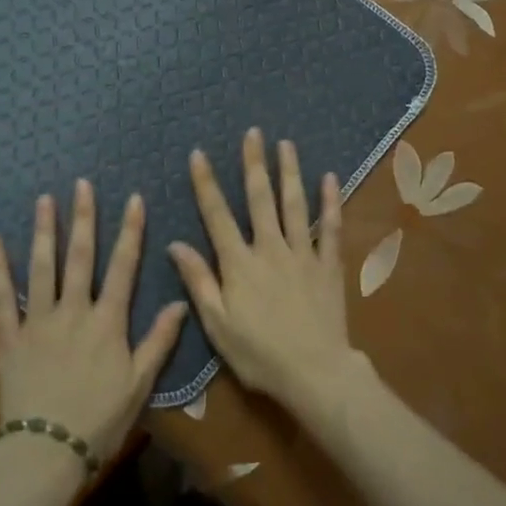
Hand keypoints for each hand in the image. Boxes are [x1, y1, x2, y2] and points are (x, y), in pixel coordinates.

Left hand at [0, 180, 186, 466]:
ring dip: (44, 231)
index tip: (134, 200)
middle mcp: (74, 312)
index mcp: (108, 322)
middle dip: (83, 218)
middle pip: (80, 257)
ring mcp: (38, 321)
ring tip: (45, 200)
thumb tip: (181, 302)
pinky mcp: (9, 337)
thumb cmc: (100, 421)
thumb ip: (158, 340)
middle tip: (82, 184)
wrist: (46, 451)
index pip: (124, 267)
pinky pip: (1, 297)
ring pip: (42, 268)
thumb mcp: (139, 384)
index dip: (130, 232)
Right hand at [168, 128, 360, 417]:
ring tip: (286, 143)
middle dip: (254, 163)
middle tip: (253, 133)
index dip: (206, 183)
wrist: (314, 372)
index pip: (217, 215)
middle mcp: (270, 249)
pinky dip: (330, 202)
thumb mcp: (217, 324)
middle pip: (260, 198)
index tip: (199, 154)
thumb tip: (175, 244)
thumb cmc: (259, 354)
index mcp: (239, 264)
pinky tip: (329, 178)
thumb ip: (199, 281)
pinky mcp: (328, 265)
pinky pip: (330, 227)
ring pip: (294, 204)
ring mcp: (302, 254)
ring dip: (289, 172)